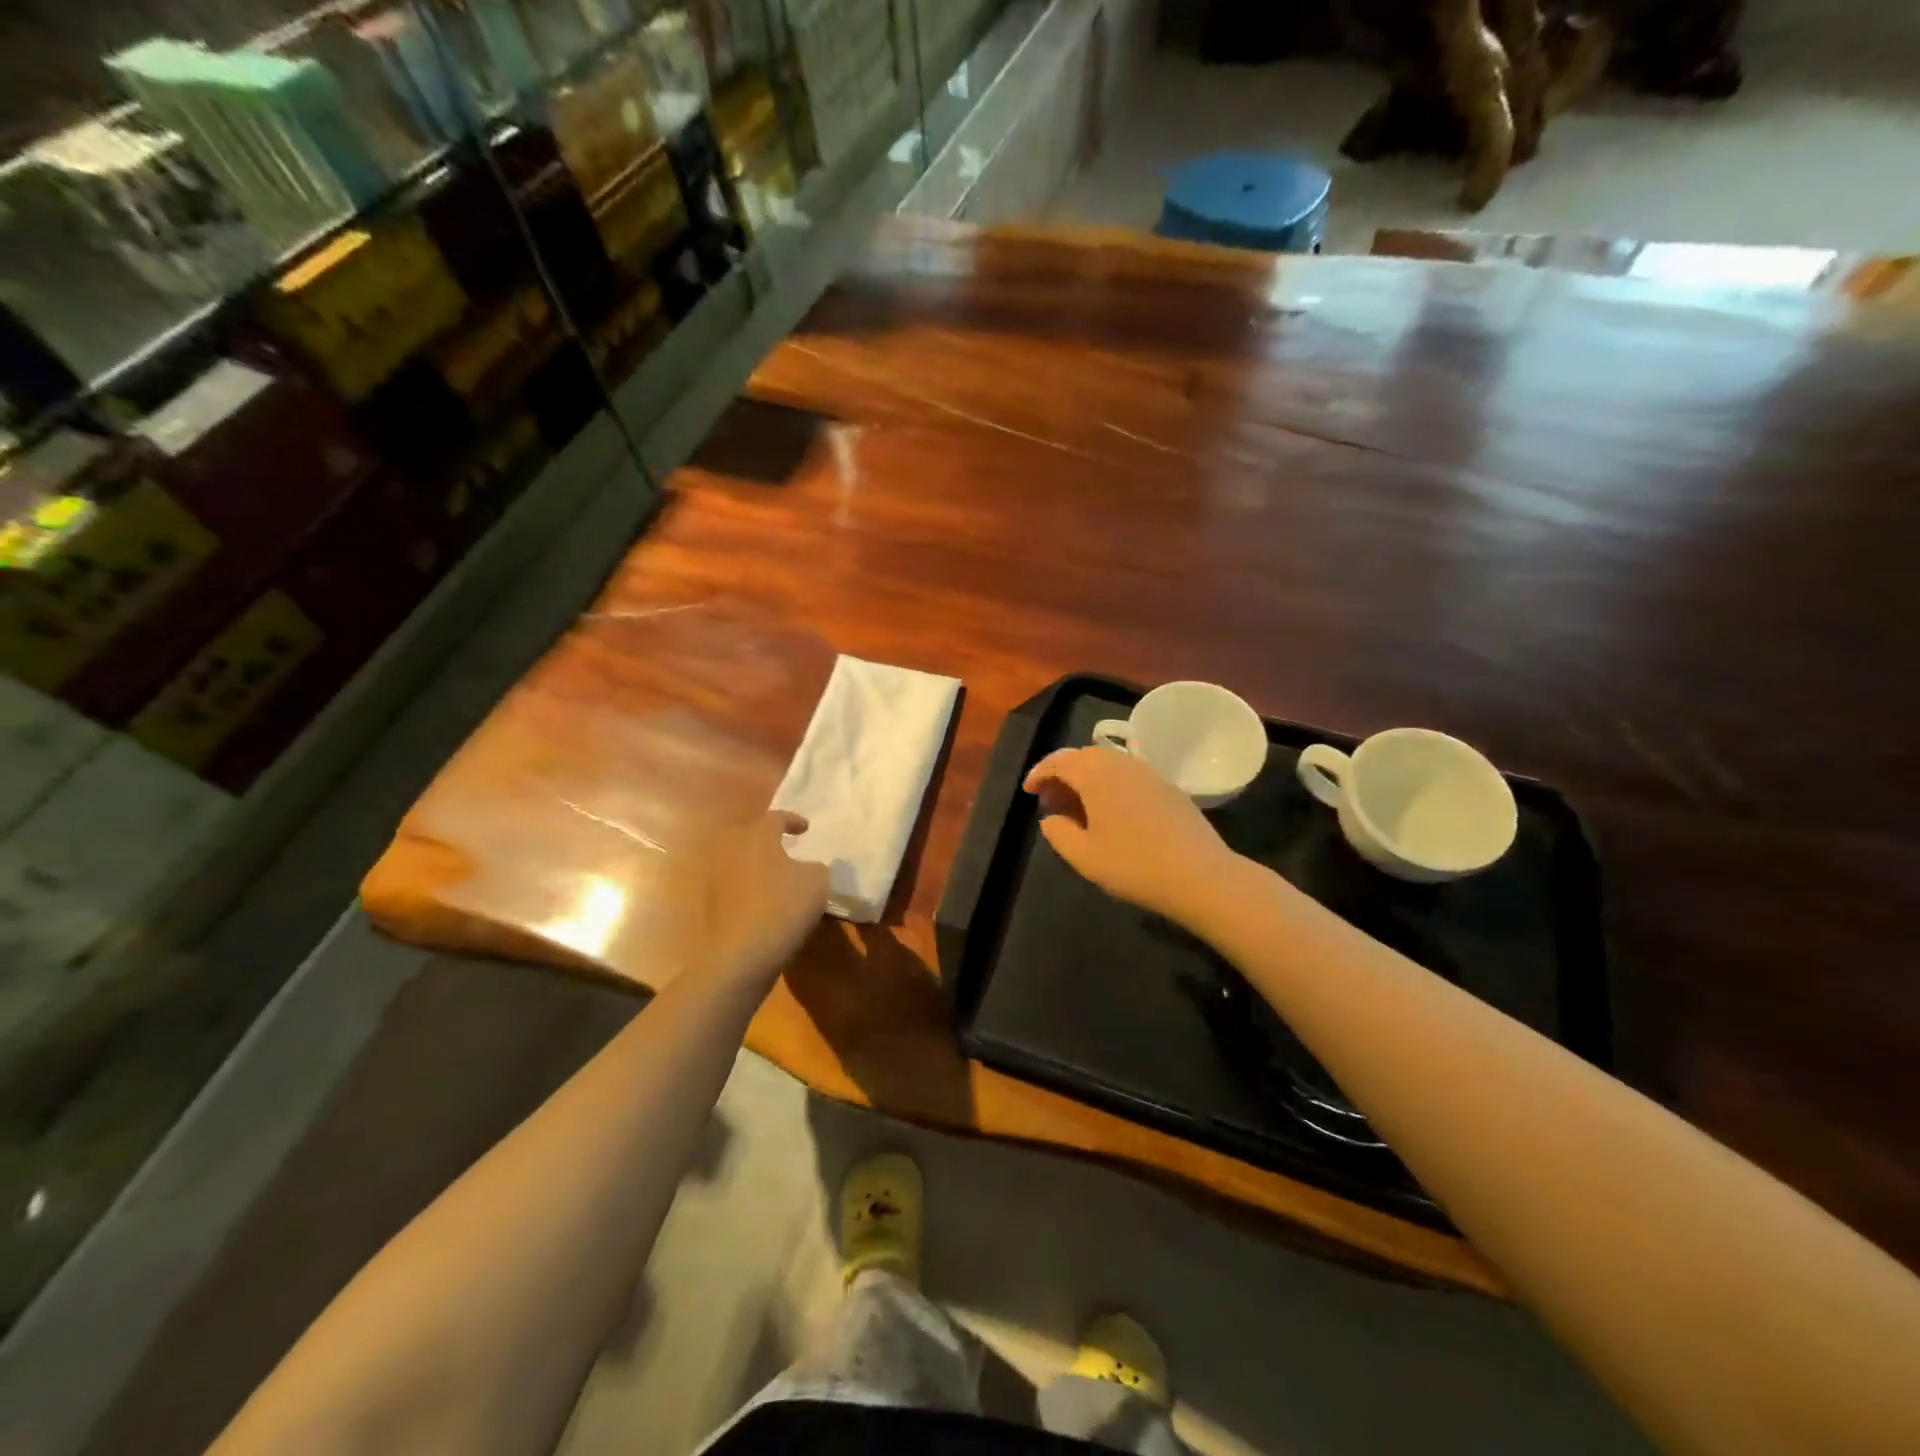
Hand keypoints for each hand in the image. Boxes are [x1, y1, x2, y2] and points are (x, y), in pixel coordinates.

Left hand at [692, 811, 830, 991]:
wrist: (740, 955)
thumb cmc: (783, 906)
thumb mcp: (817, 882)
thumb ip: (817, 867)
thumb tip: (809, 868)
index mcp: (758, 836)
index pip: (776, 818)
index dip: (793, 821)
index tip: (806, 828)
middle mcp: (732, 850)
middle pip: (752, 837)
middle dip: (769, 842)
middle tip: (788, 849)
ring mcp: (716, 878)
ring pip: (740, 863)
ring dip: (758, 867)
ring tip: (778, 878)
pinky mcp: (710, 906)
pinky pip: (735, 888)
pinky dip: (749, 890)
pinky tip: (766, 903)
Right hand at [1023, 747, 1237, 925]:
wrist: (1200, 875)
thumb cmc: (1132, 864)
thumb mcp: (1083, 856)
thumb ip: (1058, 832)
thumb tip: (1050, 818)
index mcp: (1095, 773)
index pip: (1058, 761)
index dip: (1039, 774)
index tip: (1028, 792)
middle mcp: (1121, 763)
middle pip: (1084, 757)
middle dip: (1063, 774)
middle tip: (1051, 801)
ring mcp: (1149, 772)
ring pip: (1108, 765)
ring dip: (1088, 779)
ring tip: (1079, 808)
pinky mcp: (1169, 787)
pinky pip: (1129, 776)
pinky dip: (1111, 786)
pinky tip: (1112, 814)